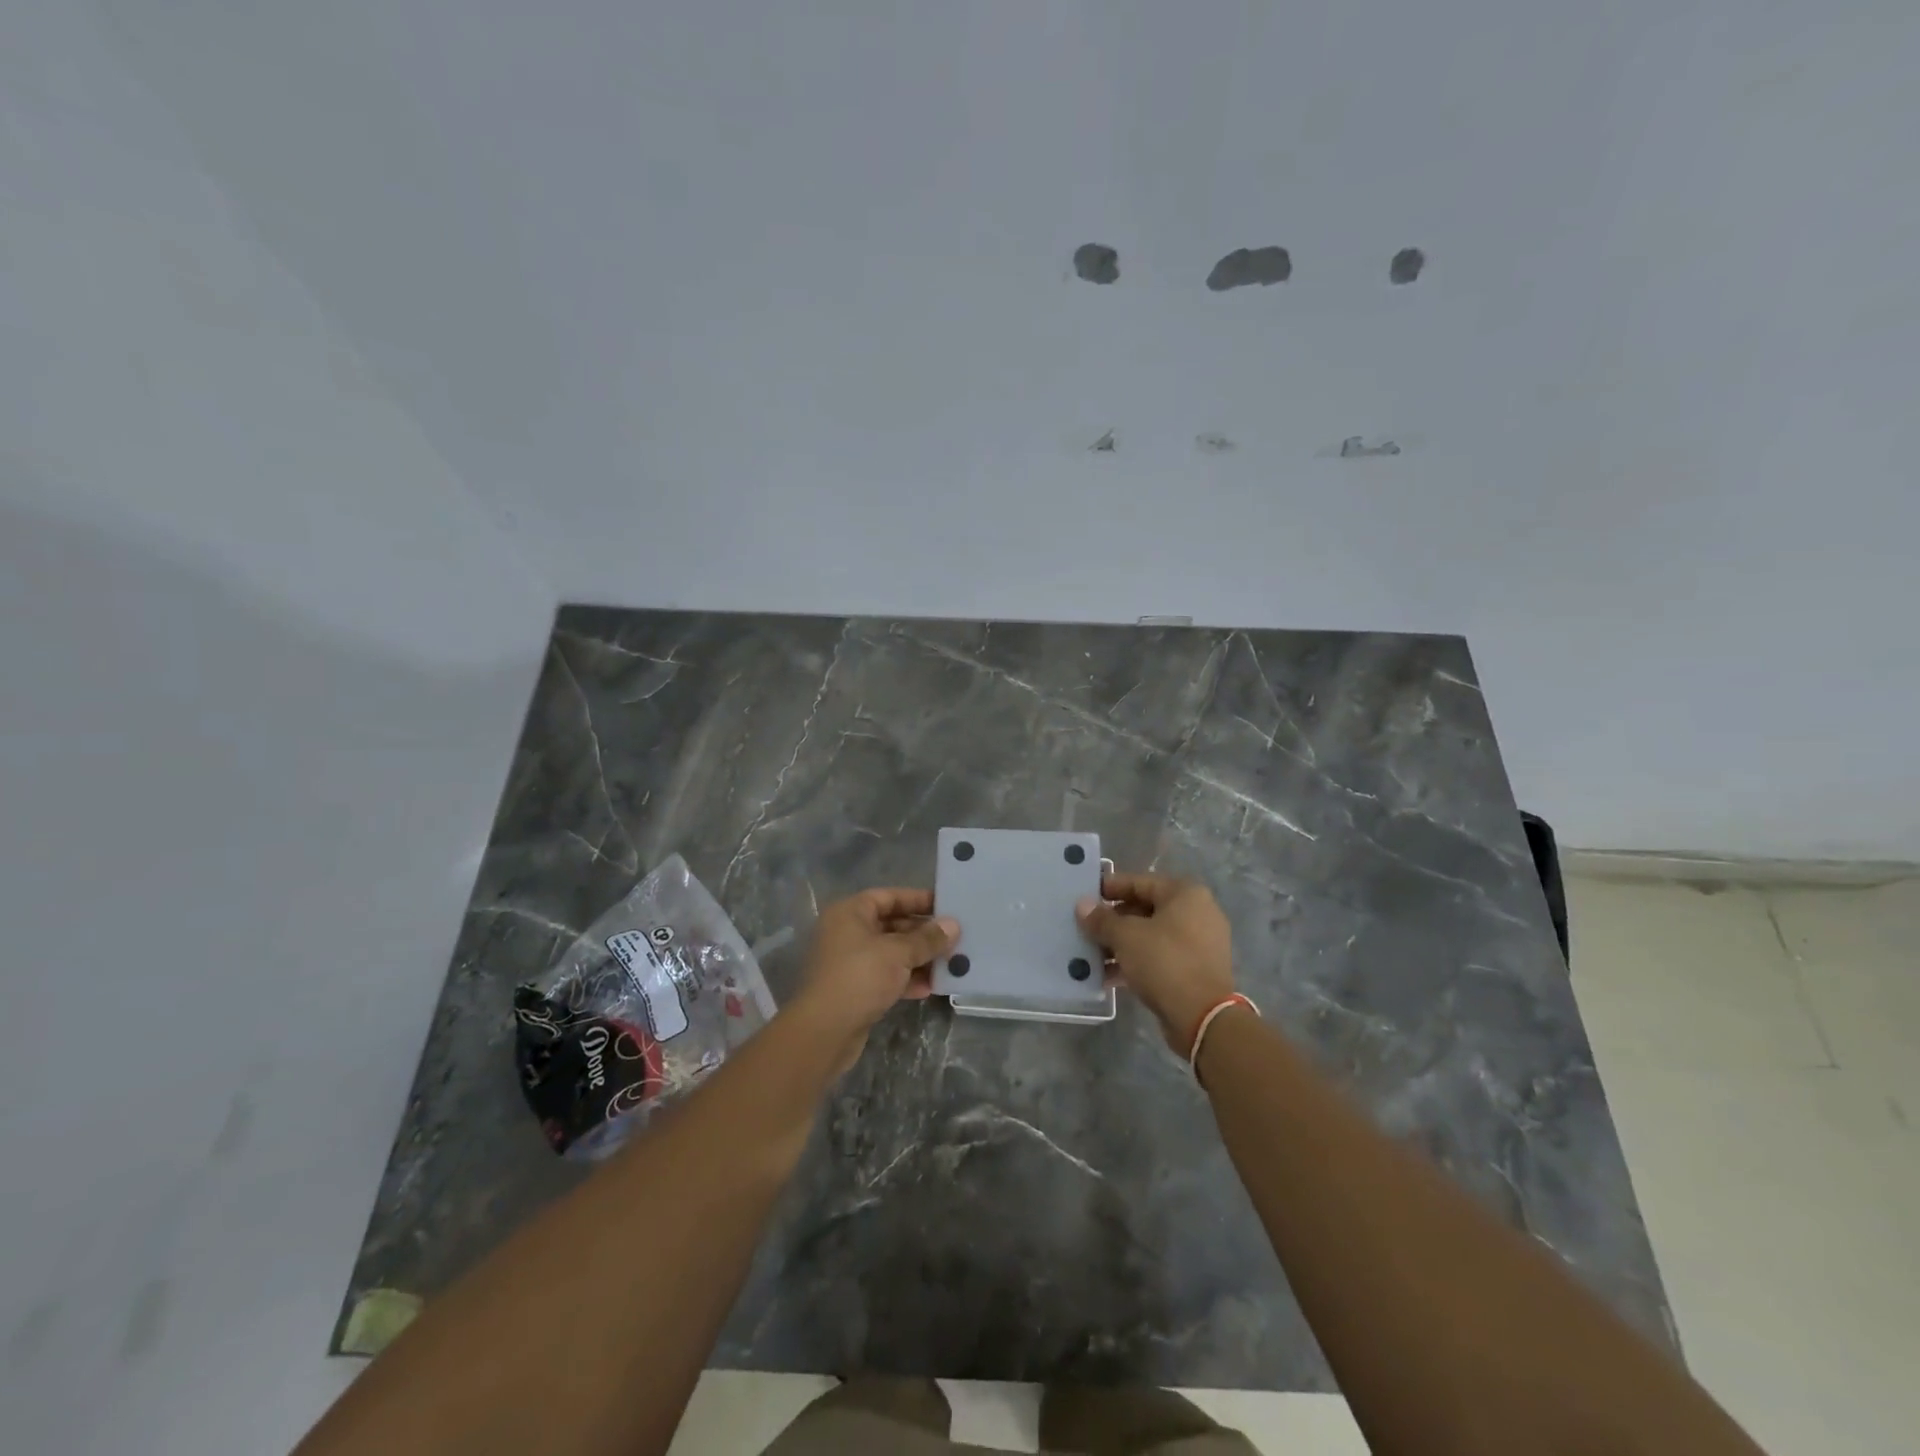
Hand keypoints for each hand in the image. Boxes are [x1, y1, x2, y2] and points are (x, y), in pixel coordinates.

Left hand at [795, 888, 958, 1070]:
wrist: (823, 1032)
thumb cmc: (860, 978)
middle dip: (923, 933)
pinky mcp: (855, 989)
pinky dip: (906, 979)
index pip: (889, 897)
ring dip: (918, 958)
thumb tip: (953, 925)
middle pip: (891, 925)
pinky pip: (886, 976)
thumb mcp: (898, 954)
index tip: (946, 906)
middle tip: (954, 938)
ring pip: (891, 952)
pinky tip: (930, 988)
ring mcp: (850, 962)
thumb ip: (927, 939)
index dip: (917, 899)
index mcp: (850, 913)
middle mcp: (847, 932)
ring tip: (949, 963)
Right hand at [1077, 873, 1234, 1051]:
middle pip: (1145, 909)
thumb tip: (1082, 905)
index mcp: (1186, 894)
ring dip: (1121, 944)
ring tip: (1092, 954)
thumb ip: (1102, 919)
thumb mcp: (1126, 937)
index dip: (1110, 887)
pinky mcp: (1196, 970)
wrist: (1202, 1018)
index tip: (1086, 895)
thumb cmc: (1164, 962)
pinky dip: (1137, 962)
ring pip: (1151, 936)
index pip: (1140, 882)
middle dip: (1113, 921)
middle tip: (1086, 928)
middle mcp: (1198, 913)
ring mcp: (1200, 943)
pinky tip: (1109, 975)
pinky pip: (1160, 957)